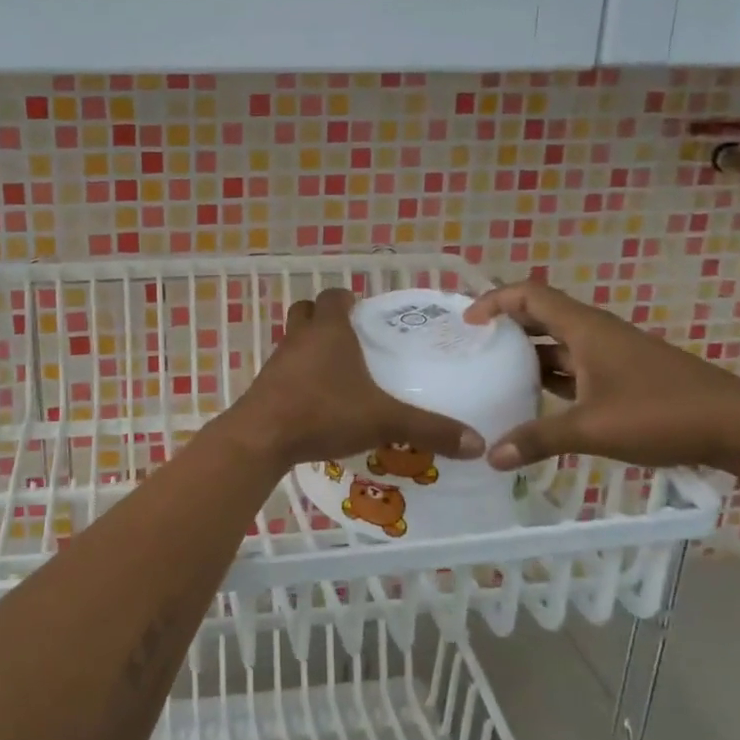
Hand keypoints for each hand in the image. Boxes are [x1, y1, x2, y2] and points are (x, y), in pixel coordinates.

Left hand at [225, 289, 484, 470]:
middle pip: (306, 312)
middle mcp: (299, 338)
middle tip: (351, 338)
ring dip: (310, 348)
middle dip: (325, 318)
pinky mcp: (265, 386)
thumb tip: (477, 443)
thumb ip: (429, 429)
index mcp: (328, 330)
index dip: (346, 299)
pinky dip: (299, 377)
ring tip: (338, 372)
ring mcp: (277, 362)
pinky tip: (317, 401)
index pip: (333, 296)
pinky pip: (284, 371)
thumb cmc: (323, 412)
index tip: (363, 312)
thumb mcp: (383, 420)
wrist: (262, 437)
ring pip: (293, 341)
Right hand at [464, 281, 739, 477]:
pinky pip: (575, 367)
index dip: (493, 301)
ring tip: (492, 373)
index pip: (529, 295)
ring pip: (558, 344)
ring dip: (527, 354)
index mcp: (585, 329)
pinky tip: (534, 400)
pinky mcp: (624, 377)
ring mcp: (612, 355)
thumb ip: (537, 439)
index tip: (466, 324)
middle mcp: (595, 334)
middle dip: (504, 327)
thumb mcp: (592, 428)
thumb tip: (489, 457)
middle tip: (471, 348)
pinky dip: (550, 377)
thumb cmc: (662, 414)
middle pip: (540, 316)